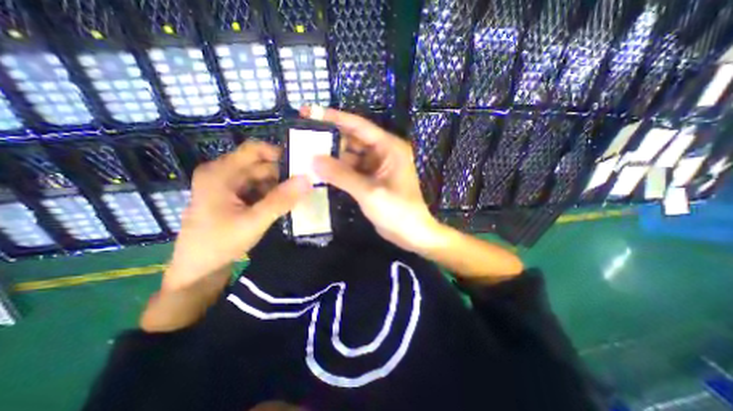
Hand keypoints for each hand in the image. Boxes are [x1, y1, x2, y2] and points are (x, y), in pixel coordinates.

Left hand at [162, 142, 310, 291]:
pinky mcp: (233, 198)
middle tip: (306, 187)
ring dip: (279, 187)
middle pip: (261, 165)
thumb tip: (308, 179)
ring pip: (262, 178)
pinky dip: (272, 195)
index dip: (279, 154)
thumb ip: (281, 200)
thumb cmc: (219, 244)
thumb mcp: (254, 221)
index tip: (301, 166)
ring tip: (297, 199)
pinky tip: (283, 206)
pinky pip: (258, 189)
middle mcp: (223, 173)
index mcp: (221, 173)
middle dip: (283, 175)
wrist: (198, 271)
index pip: (255, 149)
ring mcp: (228, 186)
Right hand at [302, 106, 442, 251]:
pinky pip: (351, 170)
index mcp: (389, 147)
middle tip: (302, 138)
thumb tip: (313, 159)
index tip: (309, 112)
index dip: (333, 118)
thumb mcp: (369, 192)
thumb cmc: (397, 211)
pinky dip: (337, 171)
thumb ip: (341, 175)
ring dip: (331, 156)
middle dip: (329, 139)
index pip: (358, 126)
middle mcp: (383, 152)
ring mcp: (376, 167)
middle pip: (352, 140)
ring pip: (350, 156)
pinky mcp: (370, 180)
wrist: (411, 233)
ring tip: (305, 154)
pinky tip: (319, 171)